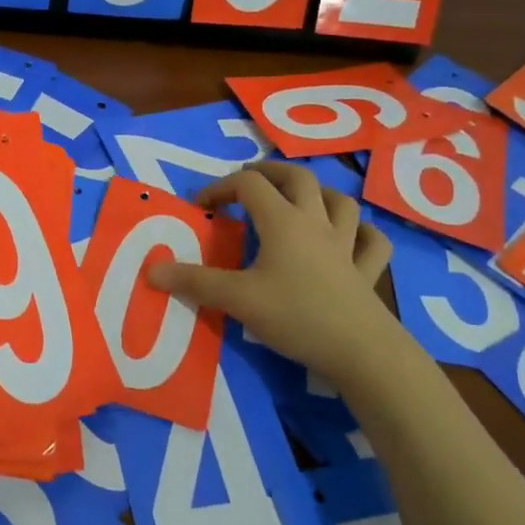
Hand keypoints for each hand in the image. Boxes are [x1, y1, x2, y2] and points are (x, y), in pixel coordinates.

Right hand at [148, 161, 396, 386]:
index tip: (202, 208)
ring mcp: (347, 245)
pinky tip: (354, 238)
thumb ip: (194, 282)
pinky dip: (363, 233)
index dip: (221, 187)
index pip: (249, 184)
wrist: (360, 351)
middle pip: (297, 177)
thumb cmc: (294, 316)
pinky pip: (372, 242)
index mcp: (283, 221)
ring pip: (340, 201)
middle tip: (248, 182)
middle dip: (270, 172)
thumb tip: (152, 271)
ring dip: (318, 193)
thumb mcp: (237, 299)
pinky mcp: (366, 271)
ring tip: (300, 200)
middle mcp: (316, 223)